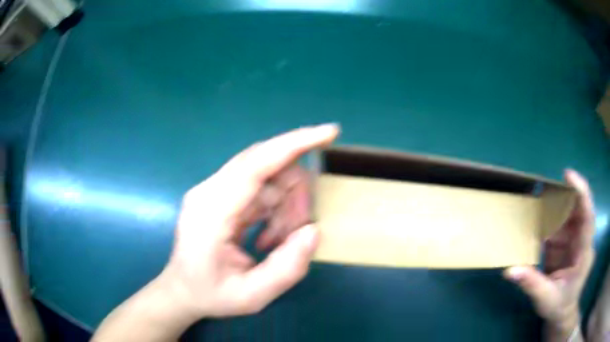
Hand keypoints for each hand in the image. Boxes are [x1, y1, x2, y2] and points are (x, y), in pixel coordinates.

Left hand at [162, 124, 338, 318]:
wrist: (181, 290)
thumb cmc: (210, 295)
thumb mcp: (252, 296)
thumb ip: (286, 269)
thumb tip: (313, 230)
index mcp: (211, 211)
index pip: (255, 164)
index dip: (294, 144)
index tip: (328, 133)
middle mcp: (210, 190)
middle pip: (267, 166)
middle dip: (295, 195)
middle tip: (298, 234)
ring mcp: (214, 190)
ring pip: (268, 178)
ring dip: (286, 207)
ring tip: (278, 243)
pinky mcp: (220, 194)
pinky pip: (260, 188)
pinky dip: (276, 210)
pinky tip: (270, 237)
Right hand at [504, 170, 594, 337]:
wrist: (562, 312)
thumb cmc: (558, 306)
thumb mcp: (545, 298)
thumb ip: (531, 283)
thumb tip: (509, 270)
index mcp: (583, 253)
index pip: (588, 218)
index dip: (581, 194)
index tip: (569, 175)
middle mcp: (582, 241)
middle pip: (579, 210)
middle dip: (566, 196)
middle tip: (547, 188)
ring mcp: (576, 241)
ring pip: (570, 216)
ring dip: (556, 210)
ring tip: (539, 204)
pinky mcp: (568, 243)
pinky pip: (561, 227)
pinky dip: (550, 223)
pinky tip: (539, 223)